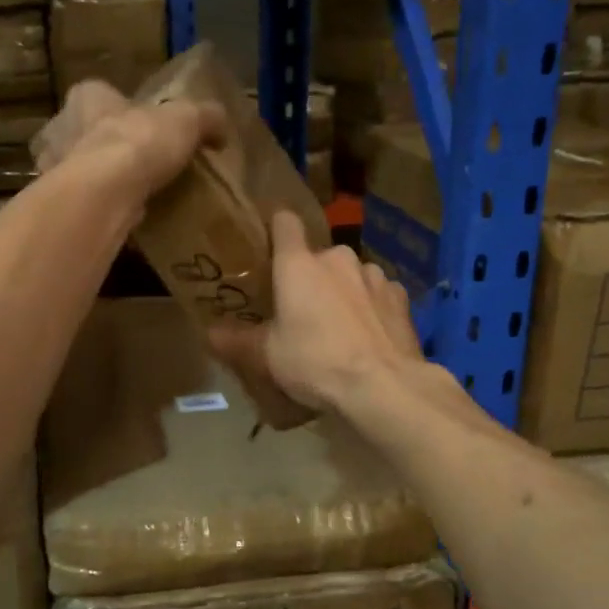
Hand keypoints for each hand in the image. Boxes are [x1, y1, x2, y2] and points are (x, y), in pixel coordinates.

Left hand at [32, 81, 224, 210]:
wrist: (105, 193)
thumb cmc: (139, 142)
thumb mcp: (187, 119)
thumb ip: (205, 118)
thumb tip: (221, 128)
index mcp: (88, 97)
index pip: (97, 93)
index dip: (119, 107)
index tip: (140, 125)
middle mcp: (63, 129)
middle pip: (86, 133)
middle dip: (107, 146)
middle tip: (138, 164)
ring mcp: (56, 169)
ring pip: (79, 171)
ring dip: (101, 182)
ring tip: (133, 196)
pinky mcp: (62, 204)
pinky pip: (83, 205)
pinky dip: (99, 210)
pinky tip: (121, 220)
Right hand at [209, 210, 425, 418]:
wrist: (384, 386)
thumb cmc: (315, 362)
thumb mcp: (267, 357)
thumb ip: (236, 341)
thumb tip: (208, 334)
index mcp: (298, 264)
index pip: (284, 222)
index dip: (276, 229)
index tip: (269, 248)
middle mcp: (337, 258)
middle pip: (317, 257)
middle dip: (310, 278)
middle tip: (301, 312)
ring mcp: (373, 274)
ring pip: (349, 275)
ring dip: (342, 291)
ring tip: (339, 328)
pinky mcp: (400, 296)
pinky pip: (377, 293)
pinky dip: (370, 307)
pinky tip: (368, 335)